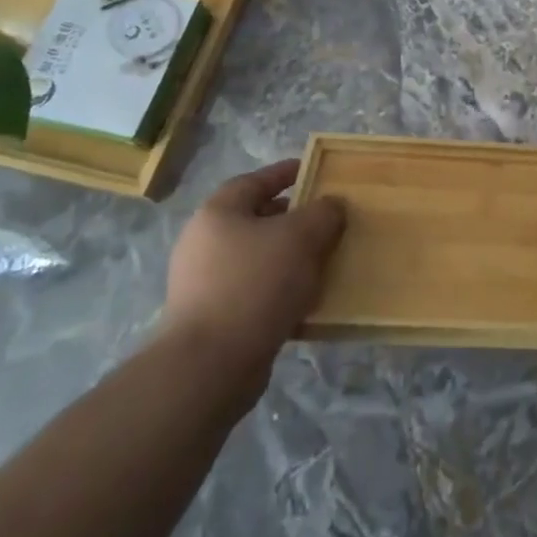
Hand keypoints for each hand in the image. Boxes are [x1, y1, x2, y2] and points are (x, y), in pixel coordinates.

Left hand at [162, 159, 345, 408]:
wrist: (211, 365)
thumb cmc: (255, 283)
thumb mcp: (302, 236)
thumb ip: (323, 212)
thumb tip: (332, 205)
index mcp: (218, 213)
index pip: (256, 180)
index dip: (287, 173)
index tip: (315, 171)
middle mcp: (205, 243)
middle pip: (257, 219)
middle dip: (293, 218)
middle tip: (327, 220)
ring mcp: (204, 284)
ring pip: (258, 257)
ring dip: (290, 257)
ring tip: (324, 259)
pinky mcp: (213, 319)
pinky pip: (255, 292)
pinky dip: (281, 290)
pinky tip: (308, 299)